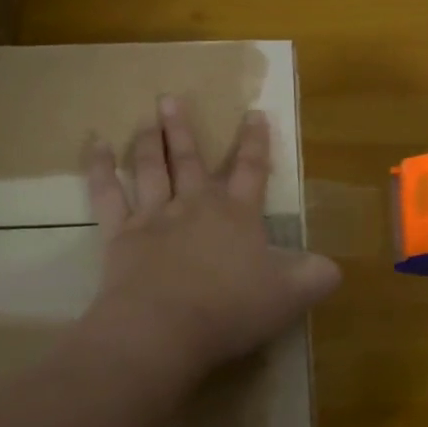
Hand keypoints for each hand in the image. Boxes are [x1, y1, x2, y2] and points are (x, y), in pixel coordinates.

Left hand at [81, 97, 341, 381]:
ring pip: (150, 168)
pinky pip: (107, 194)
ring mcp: (154, 217)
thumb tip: (333, 267)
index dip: (255, 143)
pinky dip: (99, 169)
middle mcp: (195, 206)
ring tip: (146, 116)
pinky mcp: (120, 235)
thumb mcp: (290, 296)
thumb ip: (315, 277)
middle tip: (170, 98)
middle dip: (182, 129)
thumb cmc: (231, 309)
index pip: (251, 170)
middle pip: (190, 160)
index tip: (254, 113)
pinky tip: (94, 145)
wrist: (165, 327)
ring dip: (148, 140)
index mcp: (237, 215)